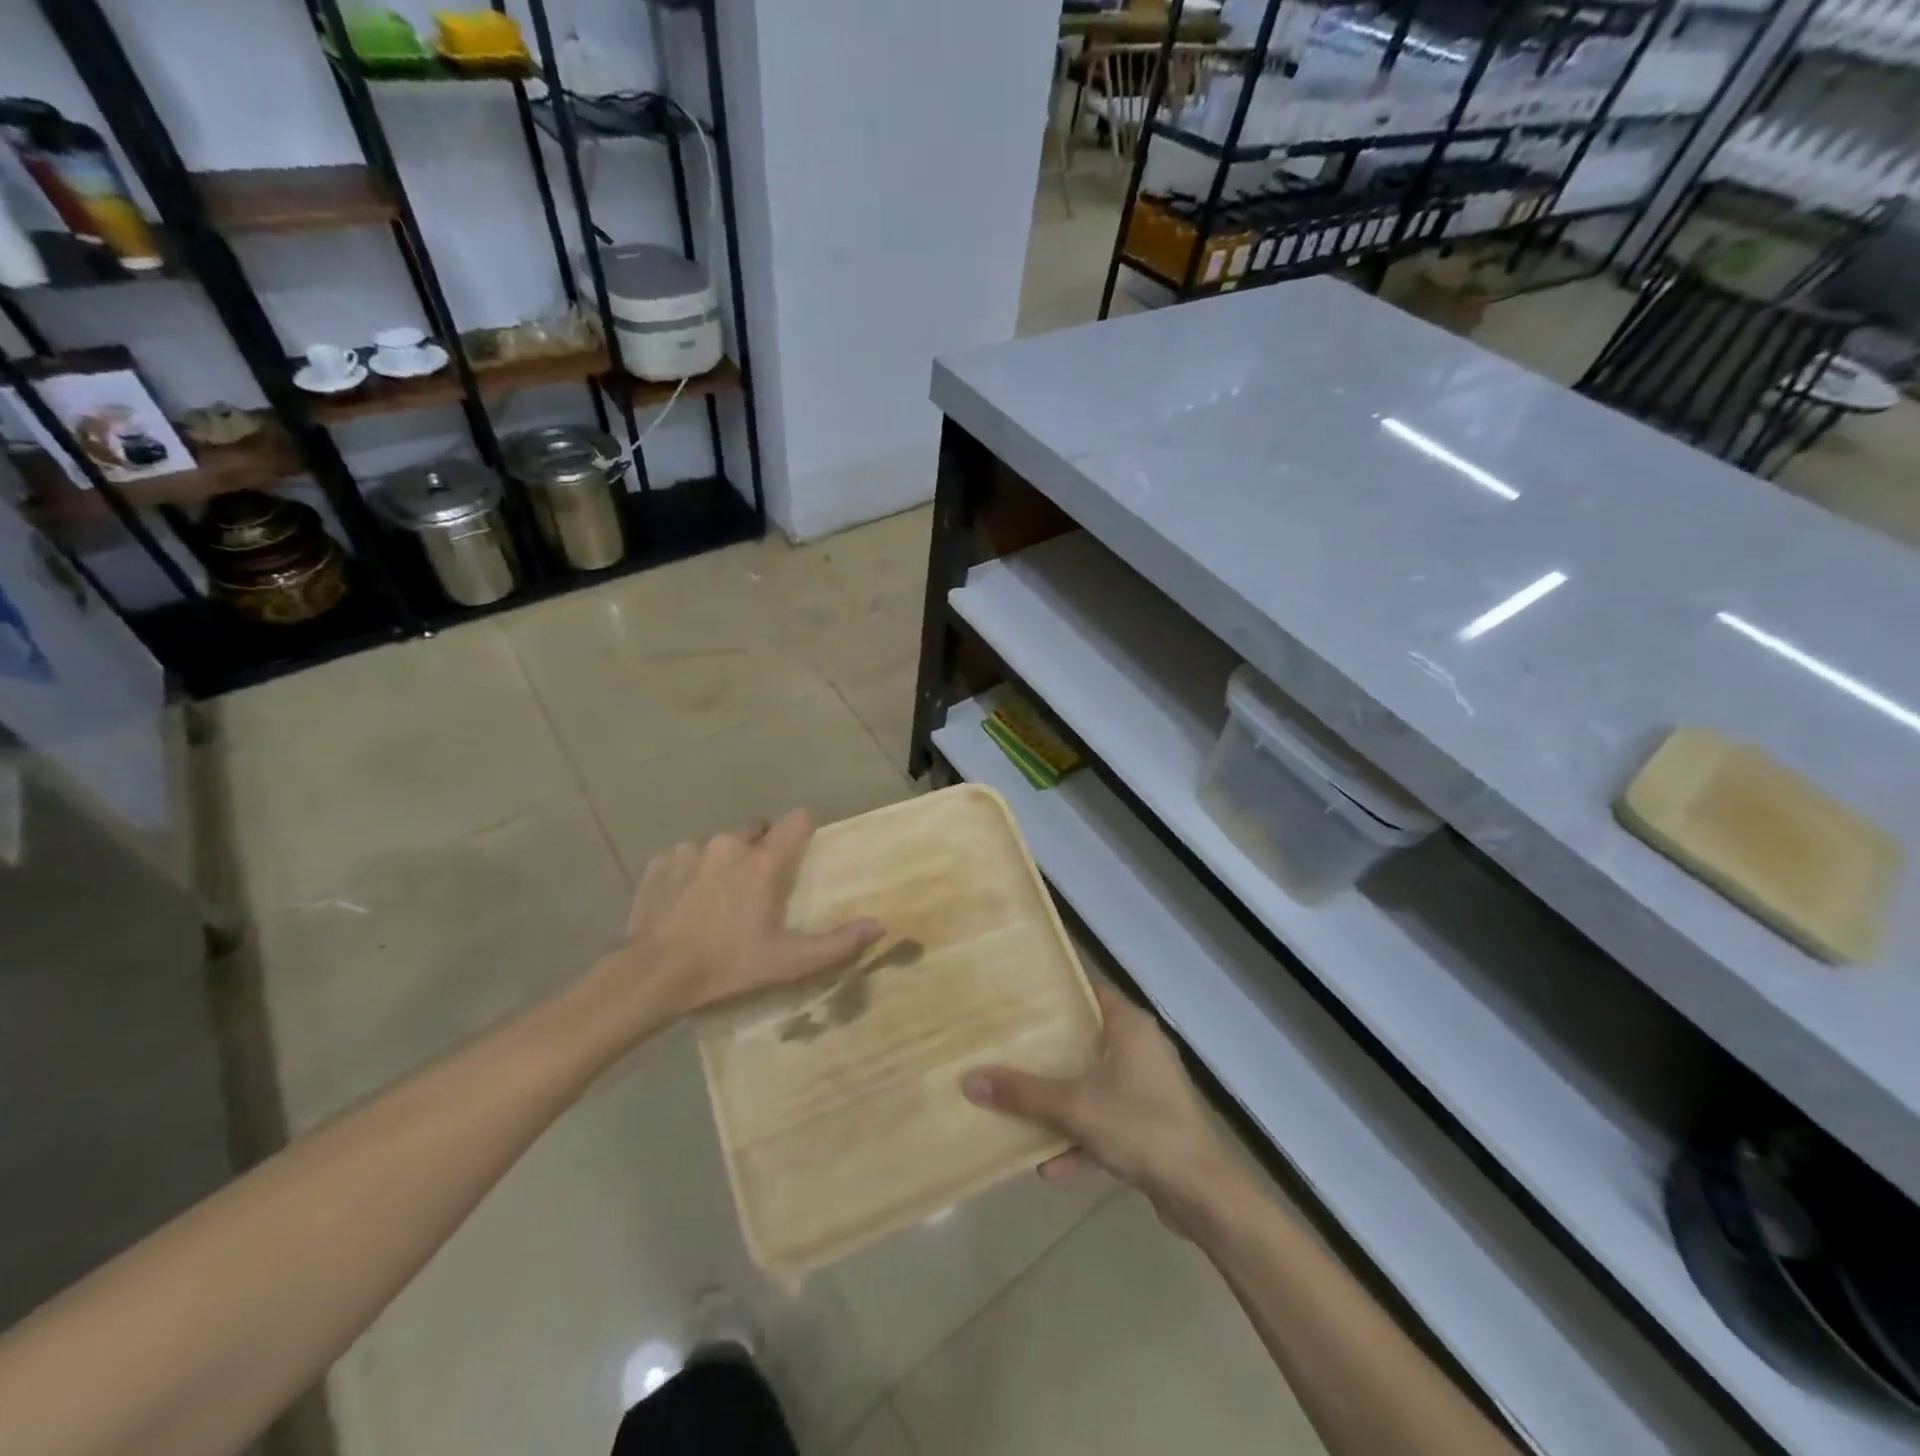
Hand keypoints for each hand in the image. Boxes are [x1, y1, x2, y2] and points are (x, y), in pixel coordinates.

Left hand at [579, 809, 883, 1036]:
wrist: (649, 976)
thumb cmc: (725, 966)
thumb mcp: (787, 962)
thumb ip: (837, 943)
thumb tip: (880, 926)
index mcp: (763, 861)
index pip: (798, 818)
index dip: (806, 830)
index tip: (804, 853)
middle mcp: (729, 843)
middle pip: (759, 828)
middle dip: (765, 849)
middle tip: (762, 889)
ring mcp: (691, 849)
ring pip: (722, 843)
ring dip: (728, 860)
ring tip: (722, 899)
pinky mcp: (661, 861)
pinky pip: (688, 855)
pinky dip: (694, 871)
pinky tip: (688, 903)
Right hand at [962, 983, 1233, 1225]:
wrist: (1200, 1193)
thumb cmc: (1139, 1127)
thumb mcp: (1073, 1107)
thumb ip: (1021, 1093)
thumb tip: (968, 1078)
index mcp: (1129, 1026)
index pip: (1088, 991)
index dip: (1055, 993)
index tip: (1019, 999)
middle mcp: (1142, 1048)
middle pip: (1088, 1038)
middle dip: (1051, 1049)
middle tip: (1010, 1047)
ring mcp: (1149, 1088)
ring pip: (1096, 1083)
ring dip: (1063, 1100)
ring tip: (1022, 1107)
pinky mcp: (1152, 1124)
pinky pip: (1108, 1121)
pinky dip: (1083, 1138)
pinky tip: (1049, 1166)